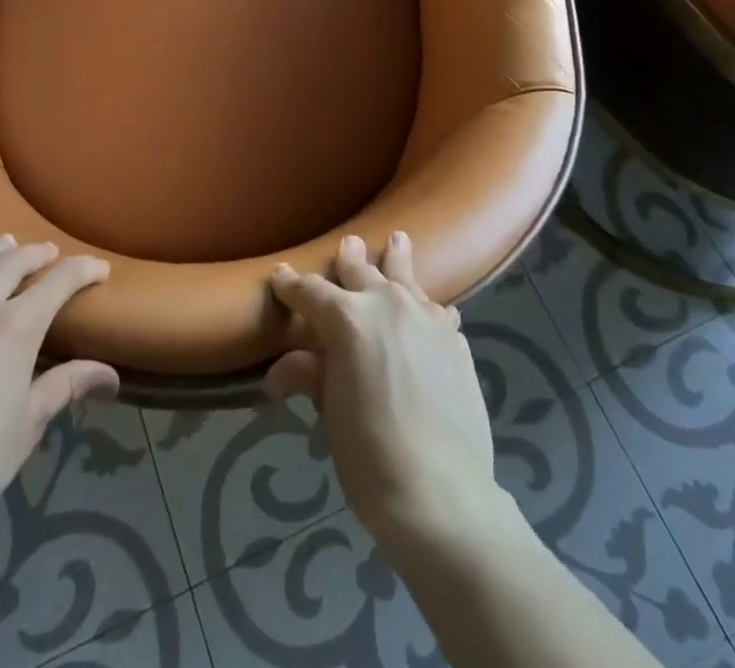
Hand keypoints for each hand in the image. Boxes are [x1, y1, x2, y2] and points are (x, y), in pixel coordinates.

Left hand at [0, 236, 117, 531]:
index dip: (84, 270)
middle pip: (13, 262)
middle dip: (38, 253)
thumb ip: (67, 386)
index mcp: (16, 326)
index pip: (60, 280)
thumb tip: (111, 374)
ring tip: (5, 243)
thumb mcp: (28, 424)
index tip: (99, 269)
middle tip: (50, 254)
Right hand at [266, 234, 497, 546]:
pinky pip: (437, 311)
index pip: (309, 293)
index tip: (280, 277)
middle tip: (347, 244)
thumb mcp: (331, 415)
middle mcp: (387, 304)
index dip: (291, 285)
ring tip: (397, 240)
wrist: (442, 494)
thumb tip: (279, 372)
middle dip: (349, 259)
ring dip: (396, 260)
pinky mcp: (455, 340)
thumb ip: (311, 377)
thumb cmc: (370, 455)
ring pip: (406, 278)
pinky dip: (427, 307)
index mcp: (346, 318)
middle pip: (362, 272)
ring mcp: (426, 318)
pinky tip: (433, 311)